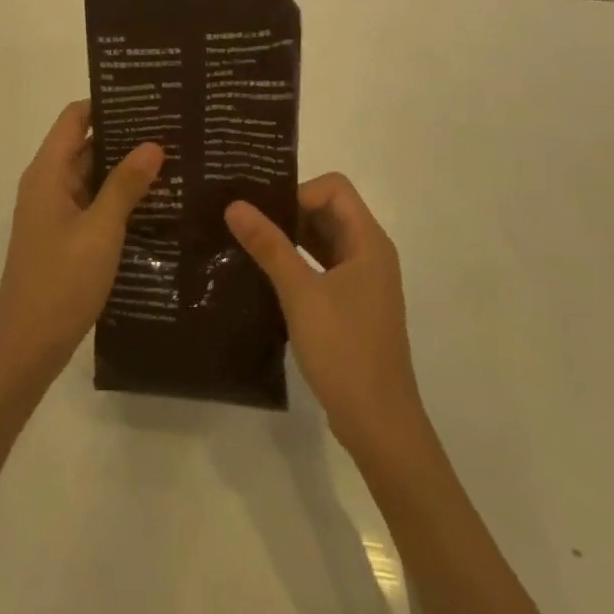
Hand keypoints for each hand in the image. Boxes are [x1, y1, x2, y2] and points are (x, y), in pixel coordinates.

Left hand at [0, 101, 162, 390]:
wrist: (27, 346)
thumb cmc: (61, 281)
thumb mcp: (100, 230)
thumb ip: (125, 185)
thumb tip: (153, 144)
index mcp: (47, 172)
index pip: (75, 118)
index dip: (106, 103)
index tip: (147, 97)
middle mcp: (47, 183)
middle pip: (84, 143)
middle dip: (124, 134)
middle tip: (172, 128)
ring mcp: (54, 211)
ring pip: (90, 174)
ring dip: (123, 167)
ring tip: (172, 158)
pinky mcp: (63, 235)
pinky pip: (91, 201)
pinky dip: (117, 195)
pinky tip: (153, 200)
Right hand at [226, 174, 423, 458]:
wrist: (379, 424)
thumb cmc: (345, 350)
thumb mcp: (300, 293)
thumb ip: (269, 245)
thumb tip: (234, 204)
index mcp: (368, 242)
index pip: (334, 189)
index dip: (299, 191)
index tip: (265, 212)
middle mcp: (369, 254)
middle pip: (327, 211)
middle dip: (287, 211)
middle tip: (243, 219)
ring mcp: (361, 282)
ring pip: (321, 240)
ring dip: (289, 238)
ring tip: (246, 242)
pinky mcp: (351, 306)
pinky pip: (320, 267)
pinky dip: (295, 263)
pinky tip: (263, 275)